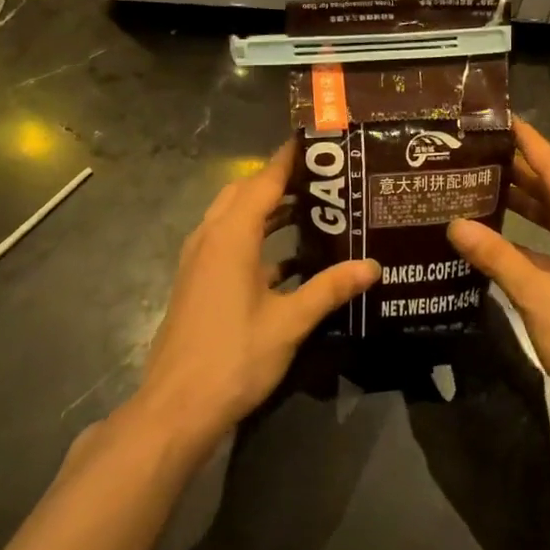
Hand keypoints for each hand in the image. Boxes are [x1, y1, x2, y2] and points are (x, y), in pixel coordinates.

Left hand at [132, 143, 379, 451]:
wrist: (176, 408)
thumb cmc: (234, 357)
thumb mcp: (289, 322)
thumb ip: (330, 289)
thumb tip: (373, 266)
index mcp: (230, 236)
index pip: (263, 181)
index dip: (289, 159)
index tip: (317, 141)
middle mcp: (210, 238)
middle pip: (245, 192)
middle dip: (280, 180)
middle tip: (322, 178)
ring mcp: (199, 261)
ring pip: (234, 217)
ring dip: (267, 208)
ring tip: (312, 208)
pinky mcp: (198, 282)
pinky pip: (229, 243)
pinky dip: (257, 238)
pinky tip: (290, 259)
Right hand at [448, 118, 549, 425]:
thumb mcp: (538, 296)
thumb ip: (496, 256)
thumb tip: (454, 224)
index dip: (527, 141)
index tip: (499, 116)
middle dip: (518, 168)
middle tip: (475, 149)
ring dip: (524, 200)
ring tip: (480, 180)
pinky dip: (532, 232)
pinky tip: (499, 230)